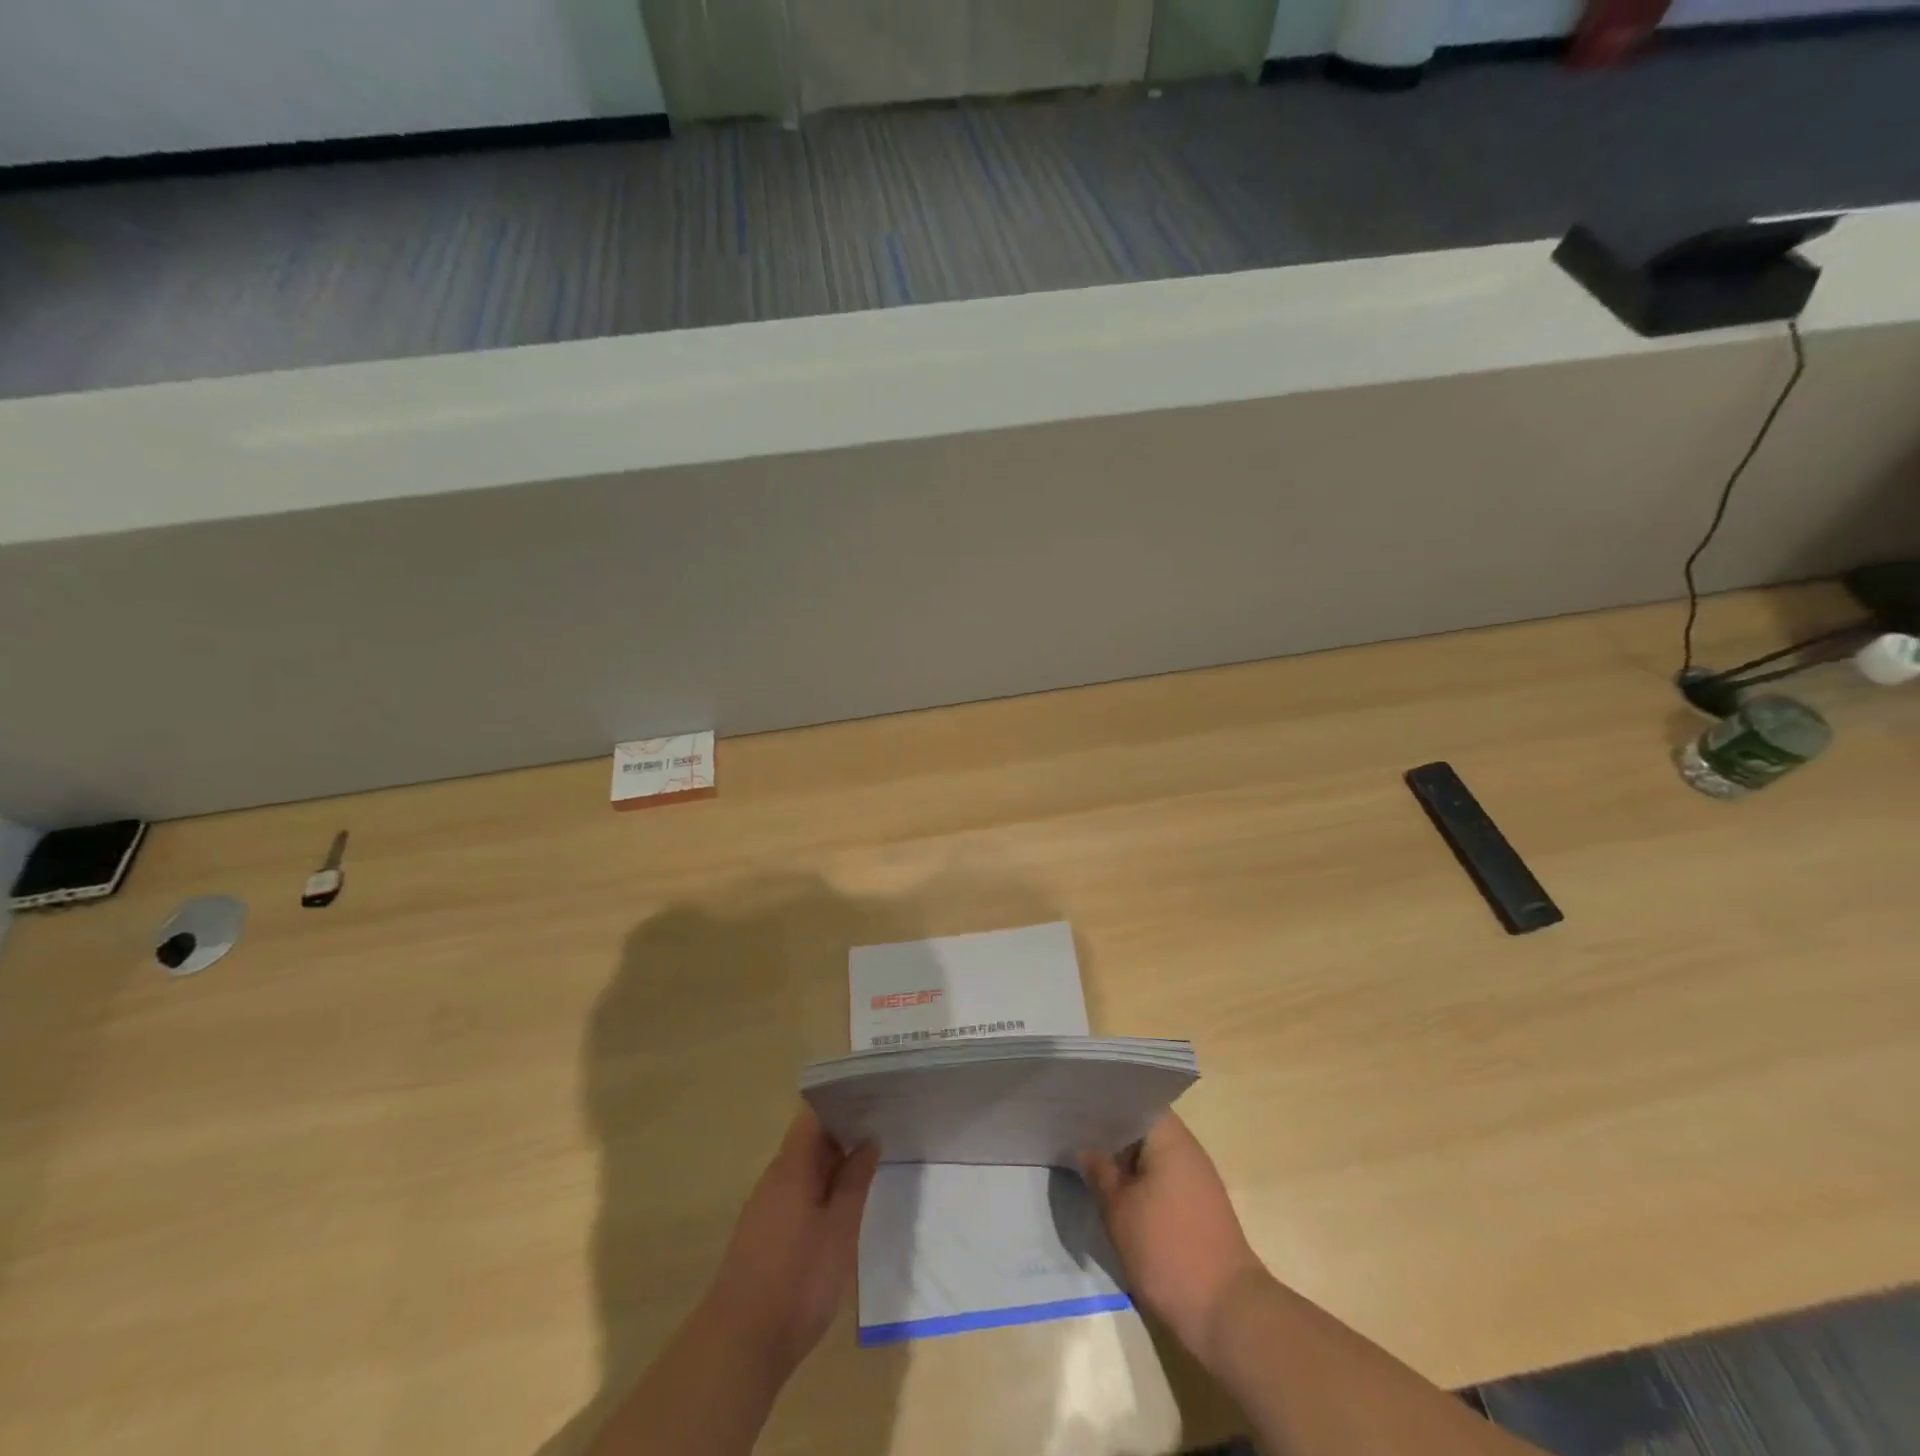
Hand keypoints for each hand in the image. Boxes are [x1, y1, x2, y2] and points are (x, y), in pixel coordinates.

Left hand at [704, 1107, 879, 1376]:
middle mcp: (775, 1178)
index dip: (842, 1104)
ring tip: (869, 1161)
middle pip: (809, 1140)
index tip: (872, 1100)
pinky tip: (842, 1202)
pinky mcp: (763, 1232)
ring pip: (803, 1168)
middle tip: (882, 1129)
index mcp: (792, 1167)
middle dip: (843, 1132)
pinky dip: (820, 1188)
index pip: (814, 1116)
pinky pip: (796, 1192)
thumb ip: (854, 1182)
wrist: (740, 1345)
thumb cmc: (797, 1281)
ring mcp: (766, 1205)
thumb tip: (868, 1141)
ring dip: (833, 1162)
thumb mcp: (839, 1230)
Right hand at [1080, 1112, 1267, 1367]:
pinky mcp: (1200, 1207)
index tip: (1077, 1106)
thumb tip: (1086, 1147)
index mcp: (1170, 1137)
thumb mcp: (1119, 1210)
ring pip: (1152, 1155)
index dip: (1105, 1102)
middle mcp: (1188, 1149)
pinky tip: (1116, 1194)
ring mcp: (1197, 1178)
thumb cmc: (1167, 1251)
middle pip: (1143, 1127)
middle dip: (1111, 1132)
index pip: (1135, 1101)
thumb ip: (1100, 1172)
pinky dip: (1140, 1181)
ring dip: (1125, 1160)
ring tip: (1089, 1162)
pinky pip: (1163, 1178)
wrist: (1226, 1313)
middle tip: (1074, 1134)